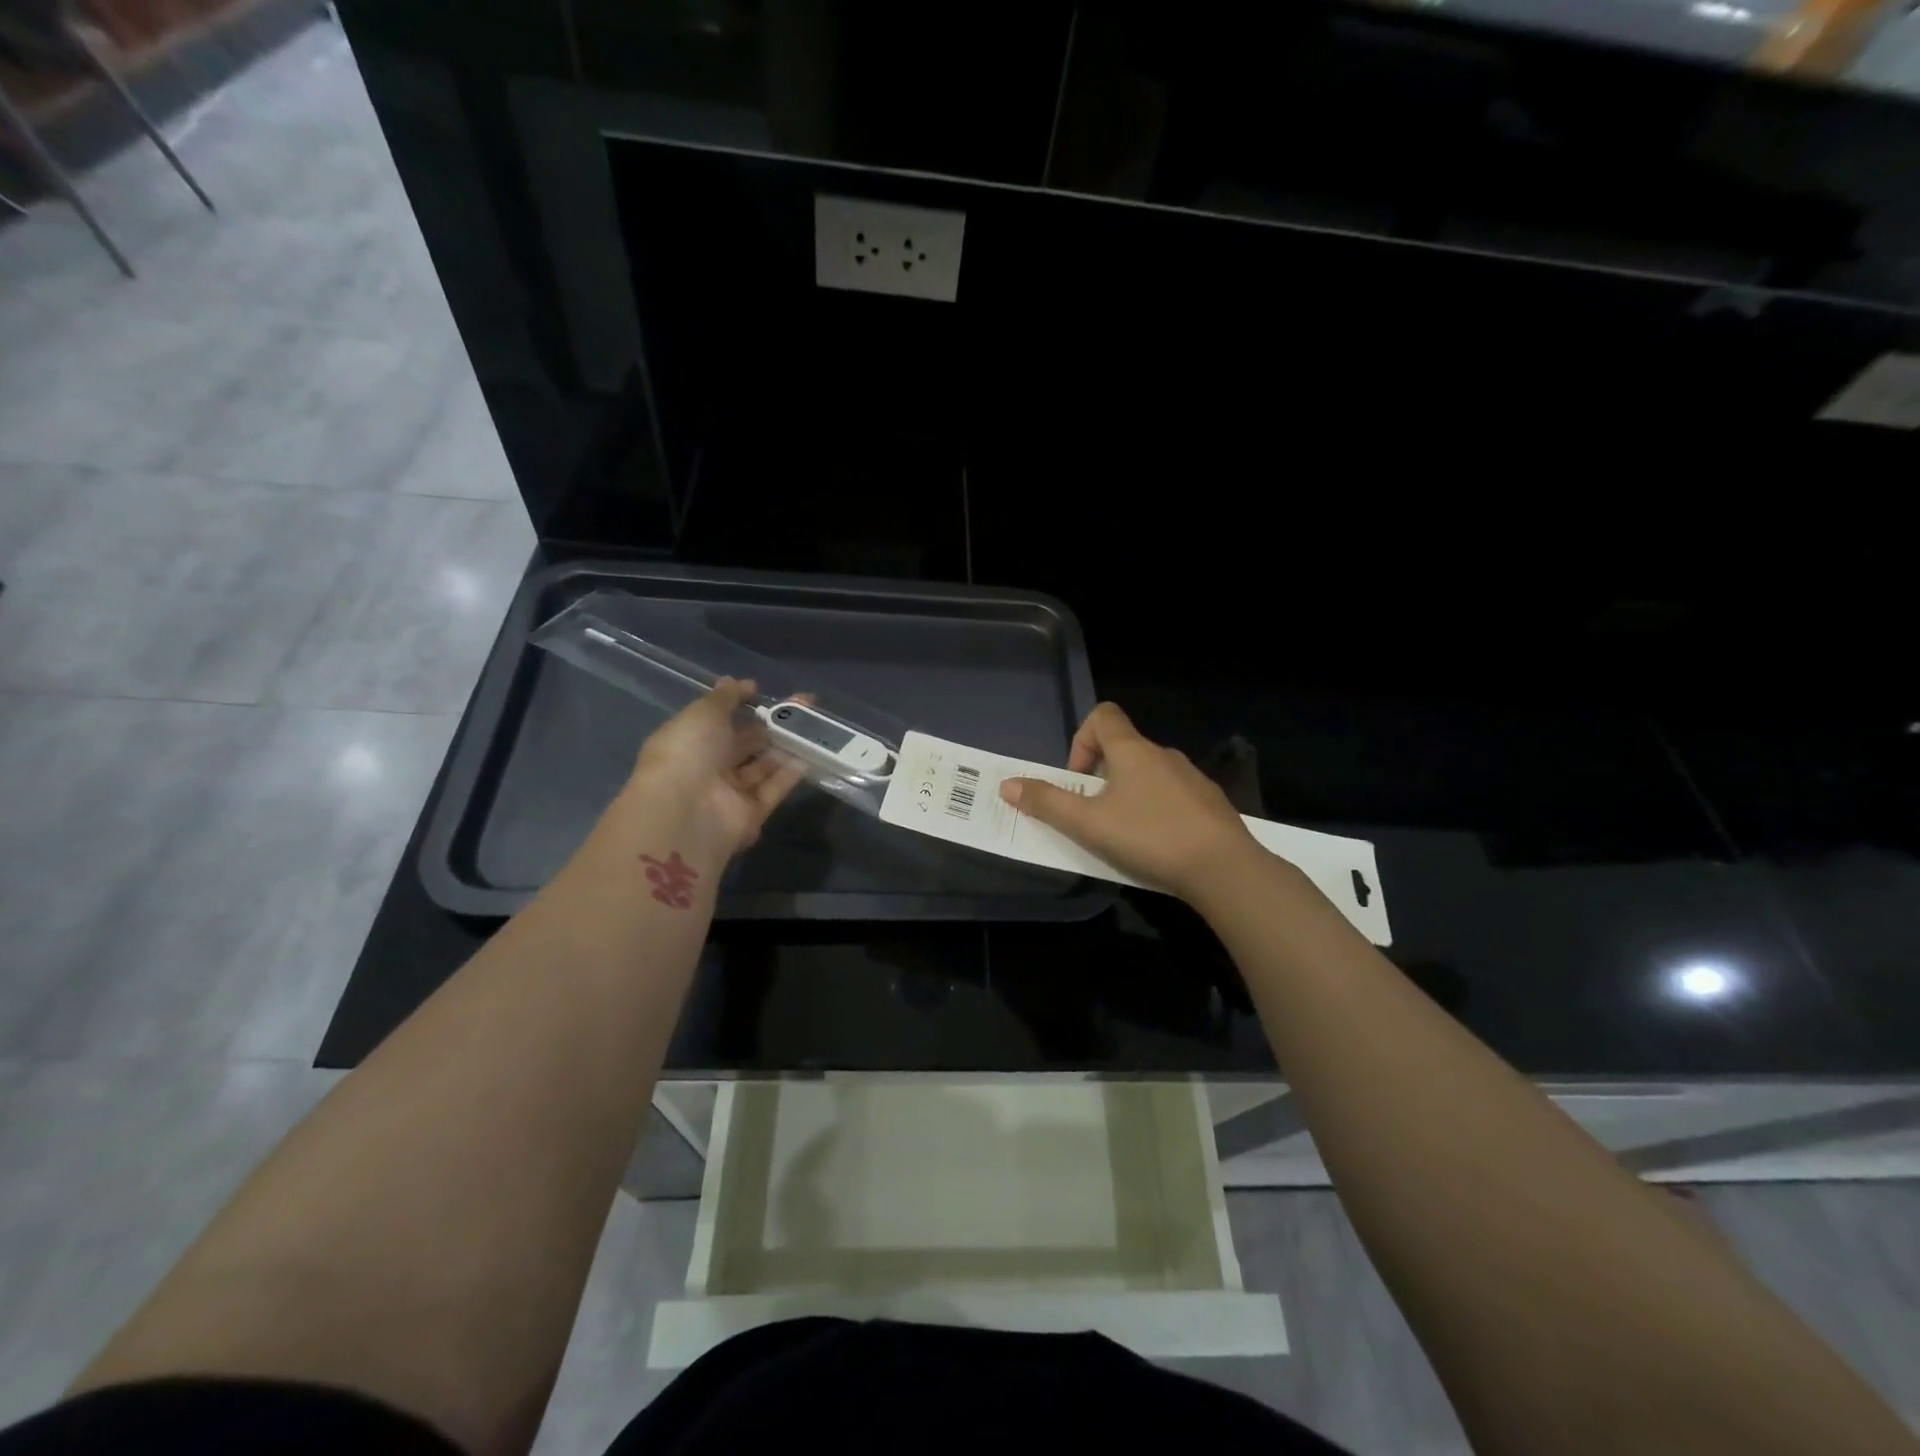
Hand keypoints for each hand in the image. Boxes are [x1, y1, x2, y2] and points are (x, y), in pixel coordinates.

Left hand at [620, 678, 804, 862]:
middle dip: (772, 726)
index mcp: (691, 741)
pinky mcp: (751, 814)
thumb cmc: (688, 751)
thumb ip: (726, 697)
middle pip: (746, 744)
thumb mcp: (703, 712)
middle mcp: (709, 767)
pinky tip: (811, 753)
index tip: (763, 692)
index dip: (741, 704)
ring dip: (785, 747)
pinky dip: (790, 773)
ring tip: (814, 727)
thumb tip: (744, 683)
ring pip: (763, 766)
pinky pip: (773, 789)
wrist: (686, 810)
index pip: (720, 720)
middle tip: (804, 708)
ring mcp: (730, 793)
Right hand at [1000, 702, 1259, 900]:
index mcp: (1132, 750)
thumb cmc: (1149, 837)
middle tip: (1094, 816)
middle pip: (1123, 748)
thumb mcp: (1088, 824)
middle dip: (1101, 777)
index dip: (1081, 740)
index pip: (1103, 715)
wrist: (1224, 868)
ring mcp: (1191, 777)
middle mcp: (1163, 754)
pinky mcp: (1210, 802)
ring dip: (1129, 795)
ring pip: (1148, 774)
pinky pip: (1173, 795)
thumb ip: (1047, 803)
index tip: (1078, 779)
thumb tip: (1007, 784)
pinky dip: (1157, 810)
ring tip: (1124, 835)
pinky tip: (1158, 845)